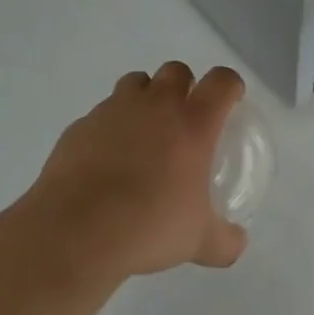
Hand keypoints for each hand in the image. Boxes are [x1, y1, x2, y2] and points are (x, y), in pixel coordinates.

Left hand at [29, 62, 248, 277]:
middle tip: (183, 118)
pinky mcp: (81, 125)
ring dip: (145, 97)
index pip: (221, 81)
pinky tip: (106, 159)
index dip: (230, 85)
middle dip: (183, 85)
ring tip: (142, 133)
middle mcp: (156, 104)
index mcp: (193, 122)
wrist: (76, 231)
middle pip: (176, 70)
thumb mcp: (197, 241)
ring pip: (135, 82)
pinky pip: (101, 113)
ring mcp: (114, 110)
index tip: (230, 100)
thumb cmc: (149, 226)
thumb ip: (223, 241)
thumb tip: (238, 244)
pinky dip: (109, 126)